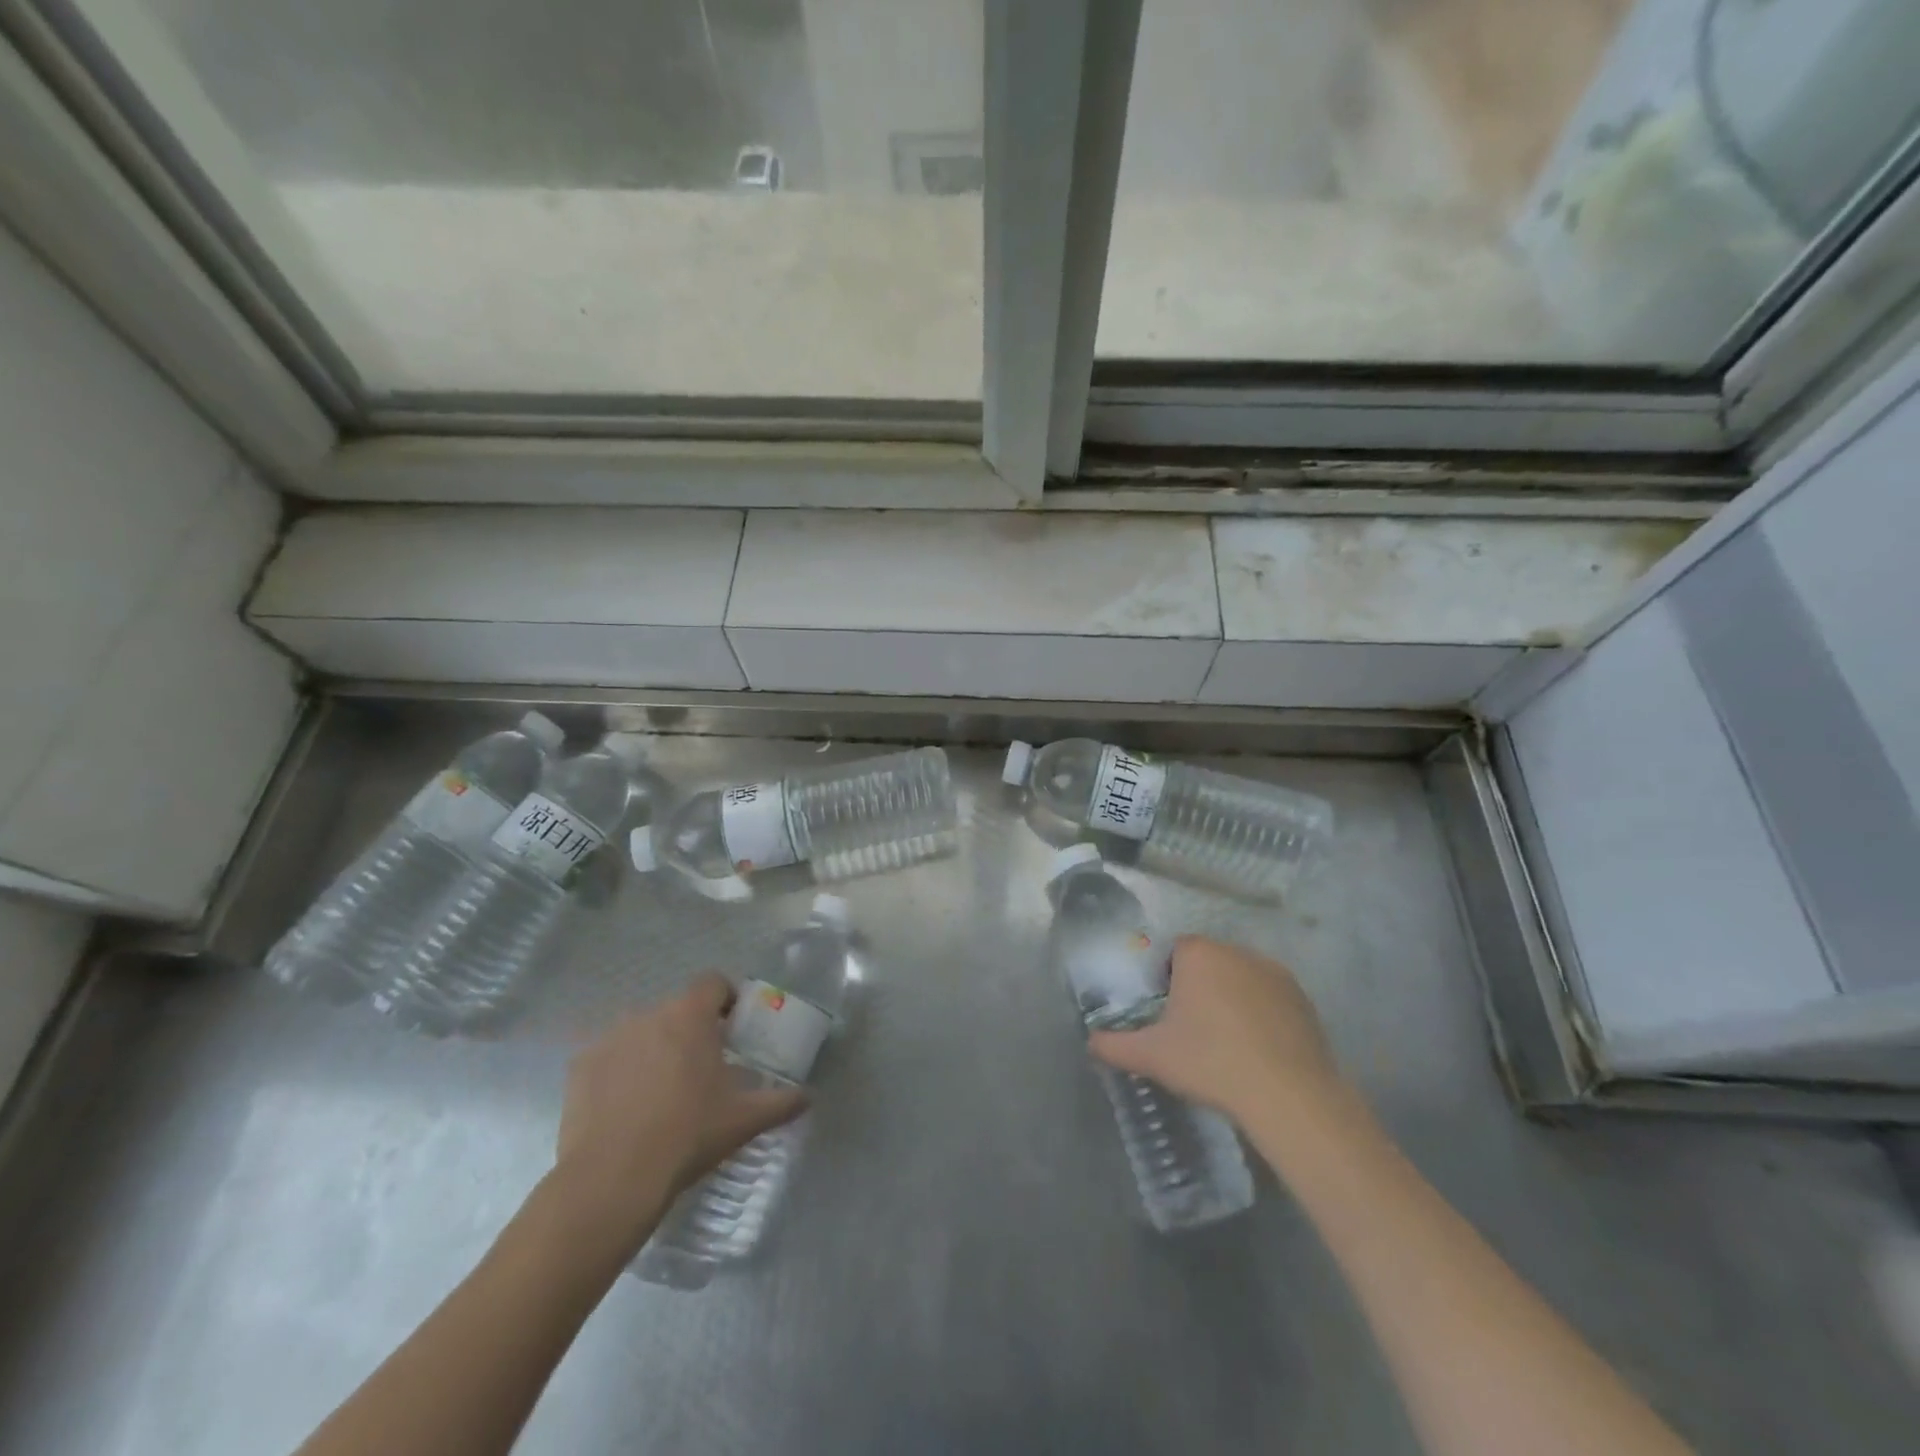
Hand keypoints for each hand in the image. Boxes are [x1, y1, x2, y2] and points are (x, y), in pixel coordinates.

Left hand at [549, 974, 806, 1258]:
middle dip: (690, 1030)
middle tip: (701, 1068)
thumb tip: (808, 1097)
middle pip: (677, 1009)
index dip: (726, 999)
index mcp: (690, 1015)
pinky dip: (619, 1071)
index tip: (733, 1027)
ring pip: (641, 1031)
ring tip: (660, 1091)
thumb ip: (781, 1102)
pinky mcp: (579, 1065)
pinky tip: (625, 1107)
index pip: (713, 982)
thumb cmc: (687, 1136)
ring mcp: (609, 1037)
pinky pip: (608, 1057)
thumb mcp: (743, 1120)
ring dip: (654, 1048)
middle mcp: (648, 1013)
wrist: (612, 1179)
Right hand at [1089, 936, 1345, 1128]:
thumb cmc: (1211, 1063)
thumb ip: (1114, 1045)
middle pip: (1208, 963)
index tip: (1167, 1014)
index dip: (1166, 980)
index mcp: (1198, 954)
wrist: (1288, 1096)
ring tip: (1227, 1044)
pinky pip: (1270, 998)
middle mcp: (1236, 951)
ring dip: (1231, 1000)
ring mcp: (1274, 973)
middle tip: (1192, 1031)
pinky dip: (1261, 1015)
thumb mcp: (1152, 1057)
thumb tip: (1090, 1042)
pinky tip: (1258, 1051)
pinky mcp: (1303, 998)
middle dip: (1199, 989)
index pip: (1173, 952)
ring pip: (1240, 979)